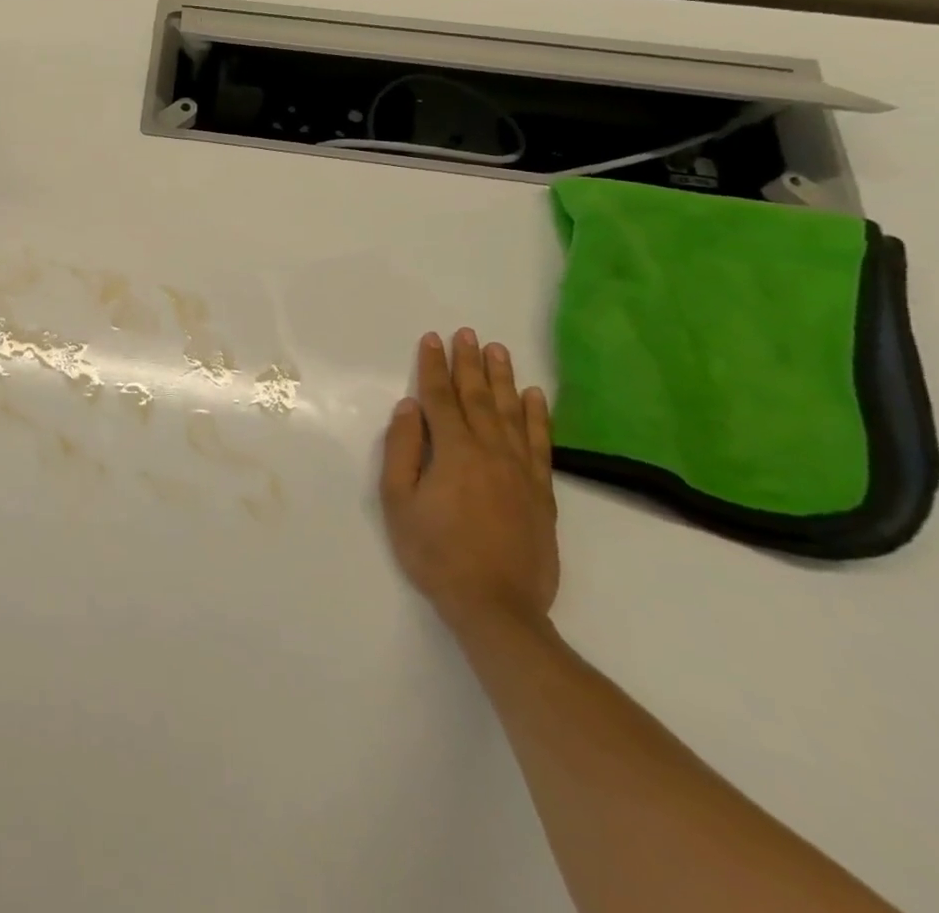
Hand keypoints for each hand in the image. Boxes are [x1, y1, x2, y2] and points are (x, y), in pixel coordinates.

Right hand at [379, 329, 558, 640]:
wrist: (496, 606)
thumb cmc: (435, 552)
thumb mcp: (398, 501)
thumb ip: (402, 450)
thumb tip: (409, 408)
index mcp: (453, 451)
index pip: (439, 398)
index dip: (433, 367)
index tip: (432, 339)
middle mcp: (490, 451)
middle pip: (478, 397)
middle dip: (469, 363)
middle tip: (467, 333)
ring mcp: (520, 471)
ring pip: (512, 413)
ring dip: (503, 379)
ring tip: (498, 350)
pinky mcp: (541, 492)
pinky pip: (541, 444)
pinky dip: (539, 416)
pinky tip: (535, 396)